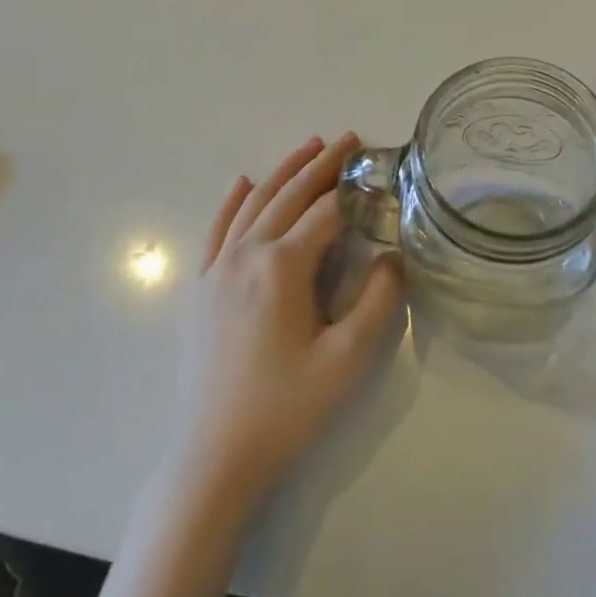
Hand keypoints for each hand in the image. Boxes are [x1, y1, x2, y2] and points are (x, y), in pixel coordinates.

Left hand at [166, 134, 403, 505]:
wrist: (215, 457)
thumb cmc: (287, 407)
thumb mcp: (348, 358)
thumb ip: (379, 299)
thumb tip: (393, 254)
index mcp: (283, 266)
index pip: (325, 212)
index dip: (354, 187)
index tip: (378, 165)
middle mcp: (247, 255)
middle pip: (288, 195)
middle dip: (321, 164)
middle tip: (348, 139)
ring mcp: (218, 270)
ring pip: (253, 203)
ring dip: (283, 171)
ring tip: (309, 146)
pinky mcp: (202, 289)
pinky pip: (218, 230)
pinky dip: (232, 201)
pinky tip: (241, 182)